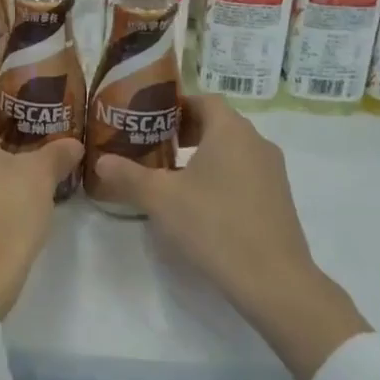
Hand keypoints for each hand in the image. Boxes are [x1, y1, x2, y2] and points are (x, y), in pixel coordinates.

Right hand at [92, 95, 369, 379]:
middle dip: (184, 131)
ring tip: (171, 175)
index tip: (149, 119)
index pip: (203, 100)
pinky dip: (221, 176)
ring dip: (202, 155)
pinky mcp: (278, 198)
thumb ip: (128, 175)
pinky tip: (200, 203)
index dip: (175, 105)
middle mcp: (256, 142)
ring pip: (232, 150)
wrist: (273, 280)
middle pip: (218, 123)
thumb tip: (100, 160)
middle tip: (153, 146)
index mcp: (230, 131)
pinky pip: (244, 172)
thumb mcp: (160, 198)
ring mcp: (272, 171)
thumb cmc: (214, 225)